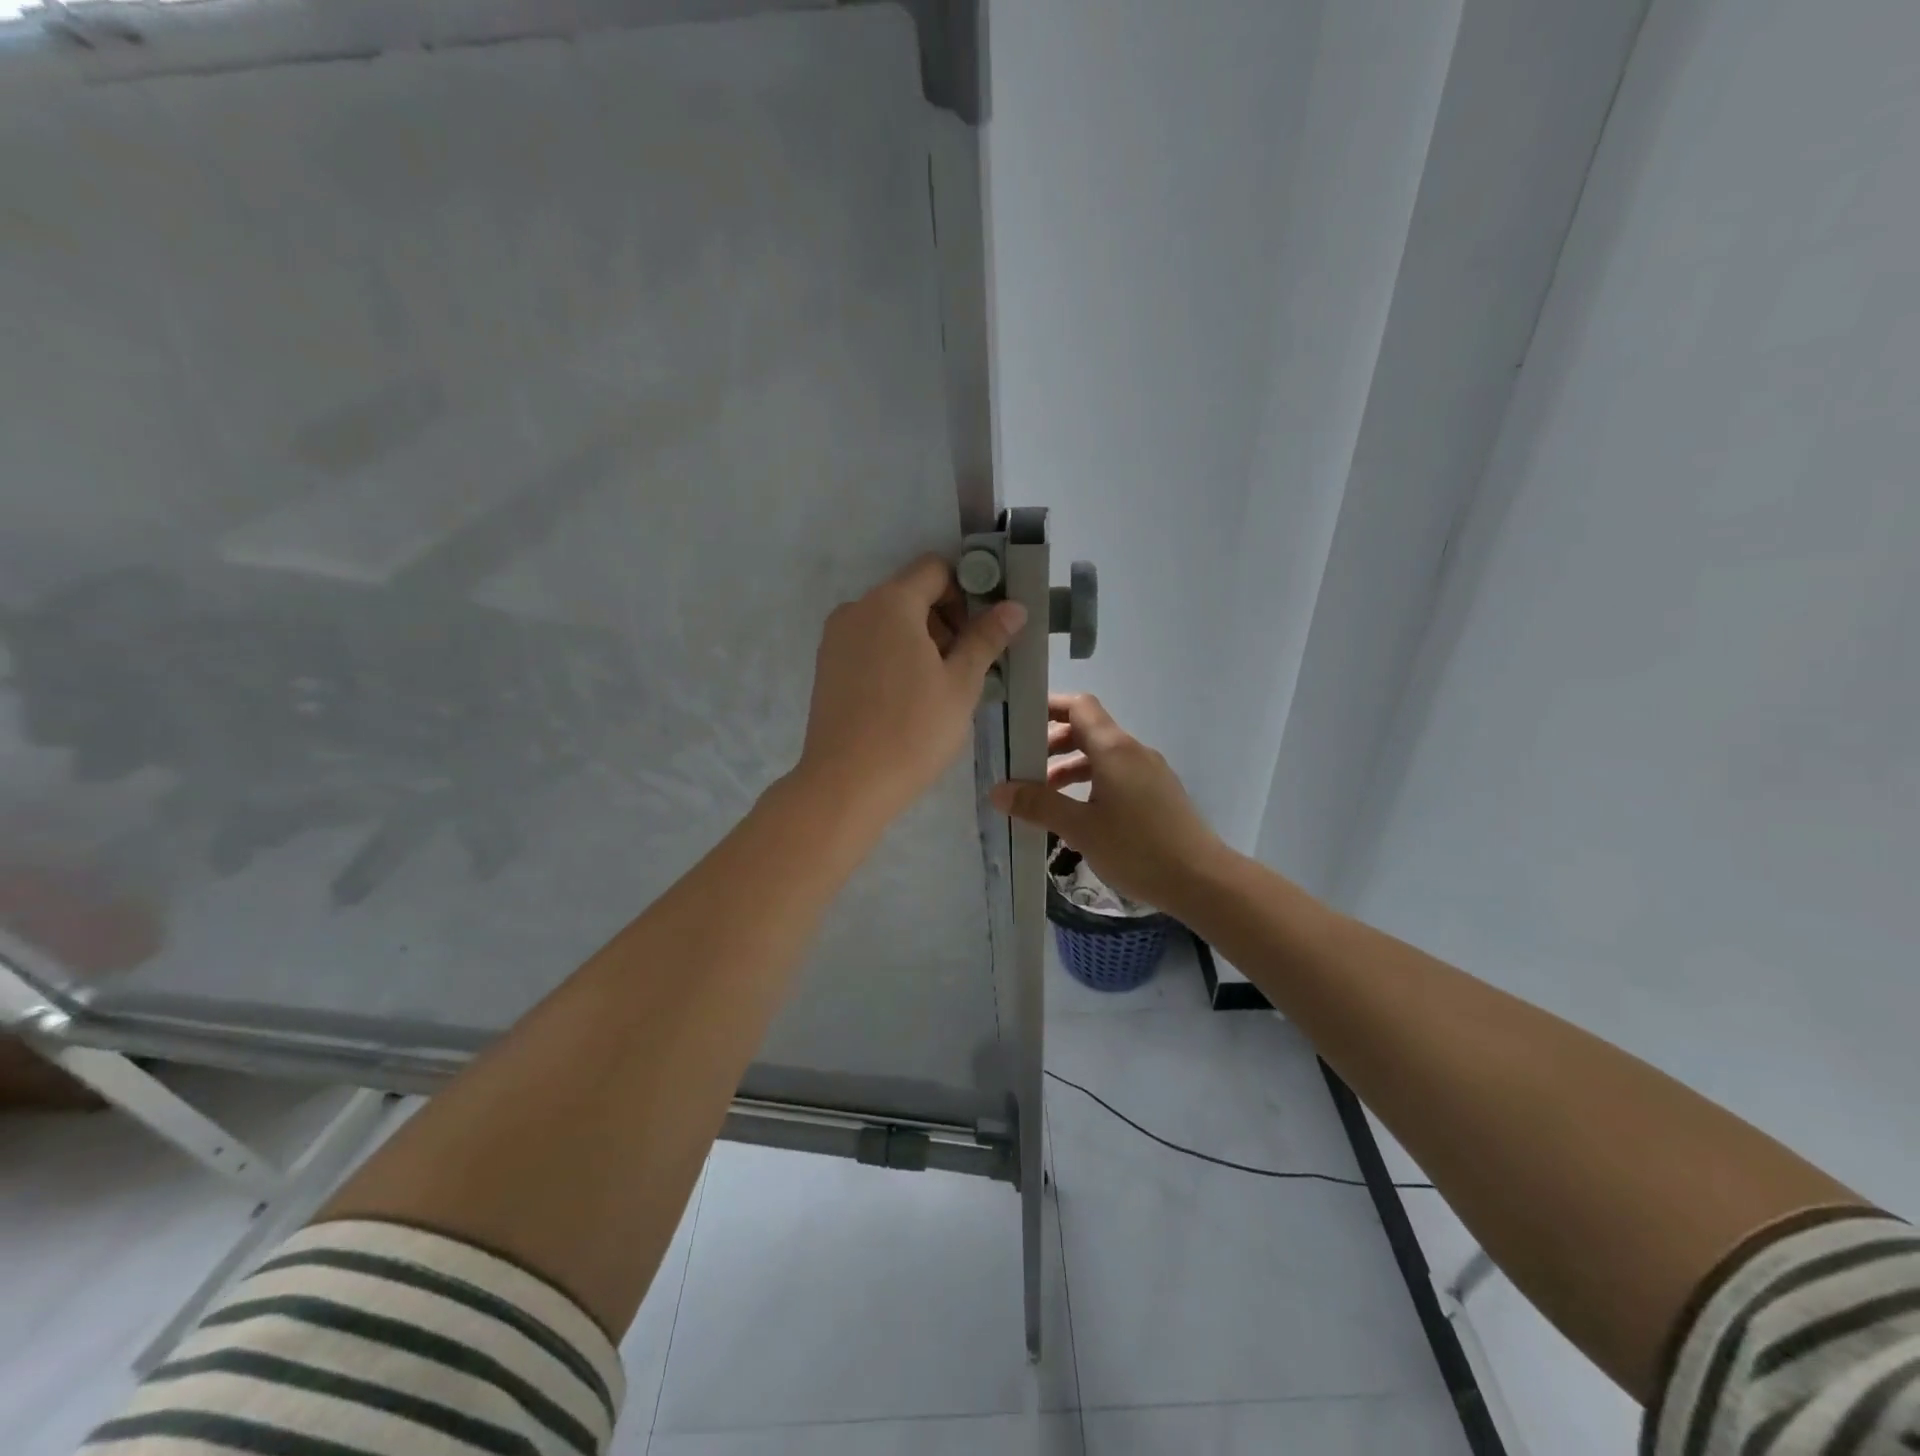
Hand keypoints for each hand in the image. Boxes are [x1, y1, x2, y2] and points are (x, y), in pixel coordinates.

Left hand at [796, 554, 1026, 822]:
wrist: (846, 784)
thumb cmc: (913, 731)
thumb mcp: (960, 684)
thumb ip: (986, 638)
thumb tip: (1014, 606)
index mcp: (891, 603)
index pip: (935, 569)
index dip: (966, 590)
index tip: (982, 630)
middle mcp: (857, 609)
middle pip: (911, 593)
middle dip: (945, 619)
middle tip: (967, 664)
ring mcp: (835, 638)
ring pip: (889, 621)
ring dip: (920, 639)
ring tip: (939, 687)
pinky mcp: (826, 666)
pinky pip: (869, 643)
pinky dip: (894, 655)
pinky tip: (908, 697)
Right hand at [990, 693, 1227, 911]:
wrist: (1201, 880)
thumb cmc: (1137, 848)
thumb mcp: (1080, 828)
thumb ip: (1038, 805)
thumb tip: (998, 790)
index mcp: (1114, 749)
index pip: (1079, 706)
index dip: (1048, 707)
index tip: (1019, 722)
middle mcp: (1133, 751)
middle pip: (1088, 730)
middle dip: (1052, 743)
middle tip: (1023, 766)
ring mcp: (1149, 772)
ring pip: (1102, 756)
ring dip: (1070, 766)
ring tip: (1044, 794)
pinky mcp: (1158, 794)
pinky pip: (1117, 775)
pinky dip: (1091, 782)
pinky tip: (1077, 812)